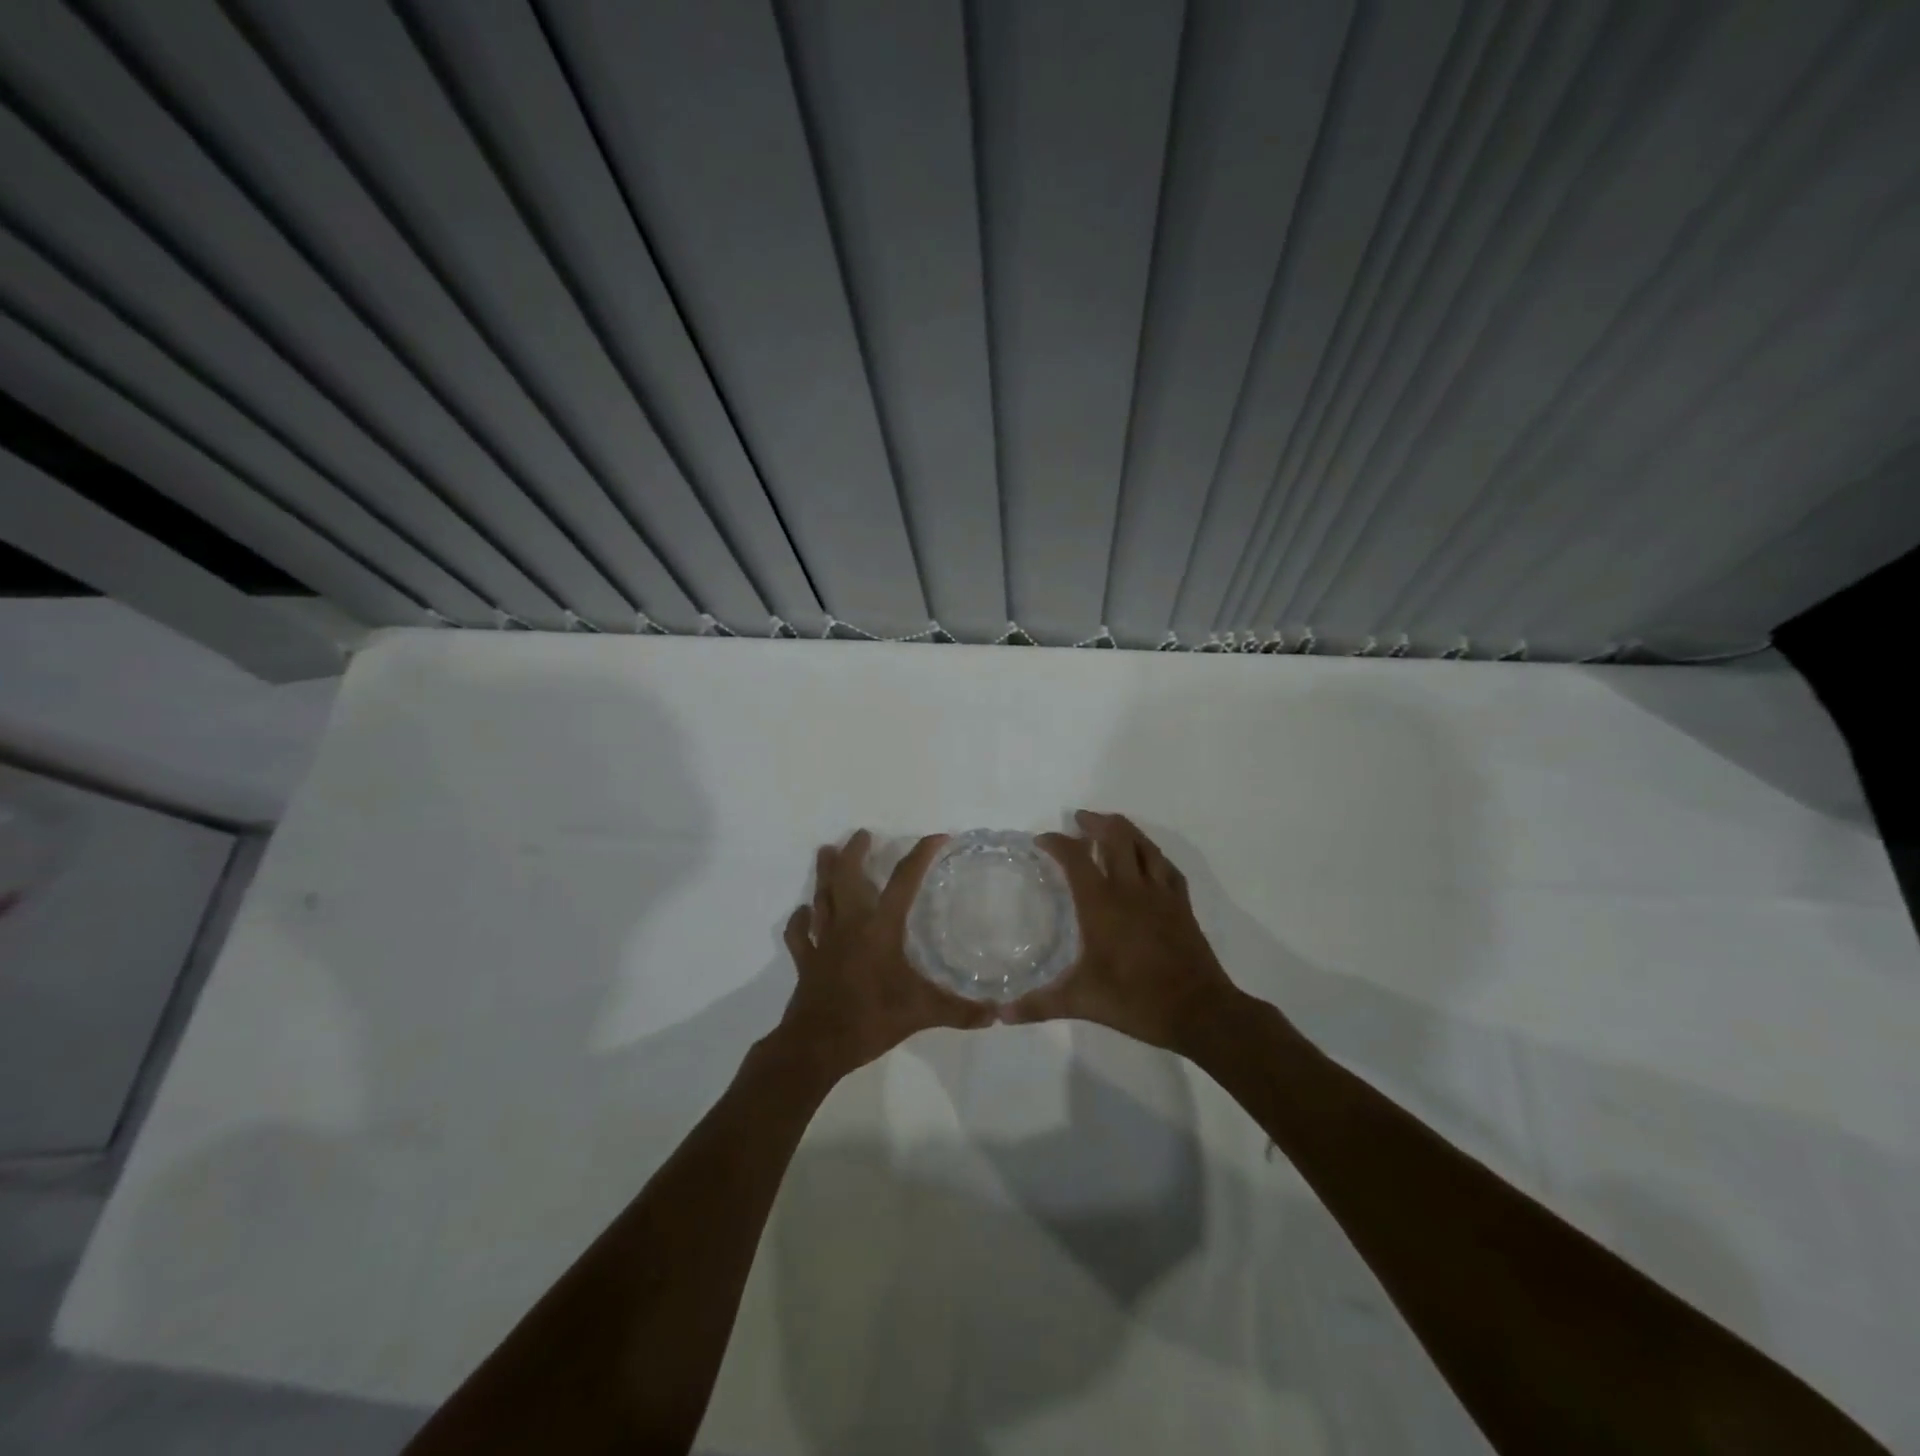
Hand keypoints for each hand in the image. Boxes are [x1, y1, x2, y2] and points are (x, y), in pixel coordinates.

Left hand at [775, 830, 993, 1079]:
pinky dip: (801, 920)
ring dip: (824, 873)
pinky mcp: (807, 960)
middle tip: (862, 834)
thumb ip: (959, 1011)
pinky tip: (803, 912)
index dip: (921, 855)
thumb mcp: (921, 1013)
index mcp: (880, 928)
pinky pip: (800, 933)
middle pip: (848, 877)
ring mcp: (824, 941)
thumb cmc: (871, 1019)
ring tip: (825, 851)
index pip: (904, 881)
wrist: (817, 1046)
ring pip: (822, 897)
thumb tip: (996, 1013)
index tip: (938, 838)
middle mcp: (850, 925)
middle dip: (855, 852)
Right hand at [1002, 811, 1239, 1053]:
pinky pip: (1167, 866)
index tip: (1042, 840)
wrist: (1199, 1010)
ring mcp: (1161, 893)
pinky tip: (1148, 859)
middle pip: (1115, 836)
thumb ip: (1039, 1005)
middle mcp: (1131, 888)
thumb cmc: (1135, 1000)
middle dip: (1095, 822)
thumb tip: (1001, 1015)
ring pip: (1143, 845)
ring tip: (1109, 828)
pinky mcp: (1182, 904)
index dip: (1057, 843)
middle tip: (1079, 821)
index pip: (1076, 858)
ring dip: (1124, 830)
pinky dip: (1152, 854)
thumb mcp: (1081, 1001)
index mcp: (1102, 903)